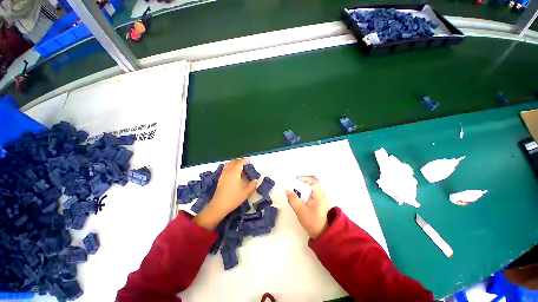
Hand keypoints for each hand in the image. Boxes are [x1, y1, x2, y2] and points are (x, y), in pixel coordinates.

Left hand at [194, 159, 255, 229]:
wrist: (219, 206)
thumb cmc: (233, 198)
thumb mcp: (246, 193)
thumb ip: (252, 185)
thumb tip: (256, 180)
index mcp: (234, 173)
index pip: (240, 162)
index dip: (245, 160)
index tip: (250, 160)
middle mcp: (228, 171)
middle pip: (234, 162)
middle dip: (240, 161)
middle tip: (246, 163)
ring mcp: (223, 174)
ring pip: (229, 164)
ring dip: (235, 163)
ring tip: (240, 167)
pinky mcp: (220, 178)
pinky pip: (226, 168)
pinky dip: (231, 166)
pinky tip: (234, 172)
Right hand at [286, 176, 329, 238]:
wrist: (322, 234)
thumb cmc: (312, 222)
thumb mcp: (300, 211)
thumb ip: (293, 200)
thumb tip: (288, 190)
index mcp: (319, 196)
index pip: (314, 181)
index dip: (305, 178)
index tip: (296, 180)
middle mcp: (321, 195)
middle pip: (312, 184)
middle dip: (302, 183)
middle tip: (293, 185)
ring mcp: (321, 199)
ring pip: (311, 189)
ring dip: (303, 188)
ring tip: (294, 191)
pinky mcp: (318, 203)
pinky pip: (311, 193)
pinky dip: (304, 193)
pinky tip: (299, 197)